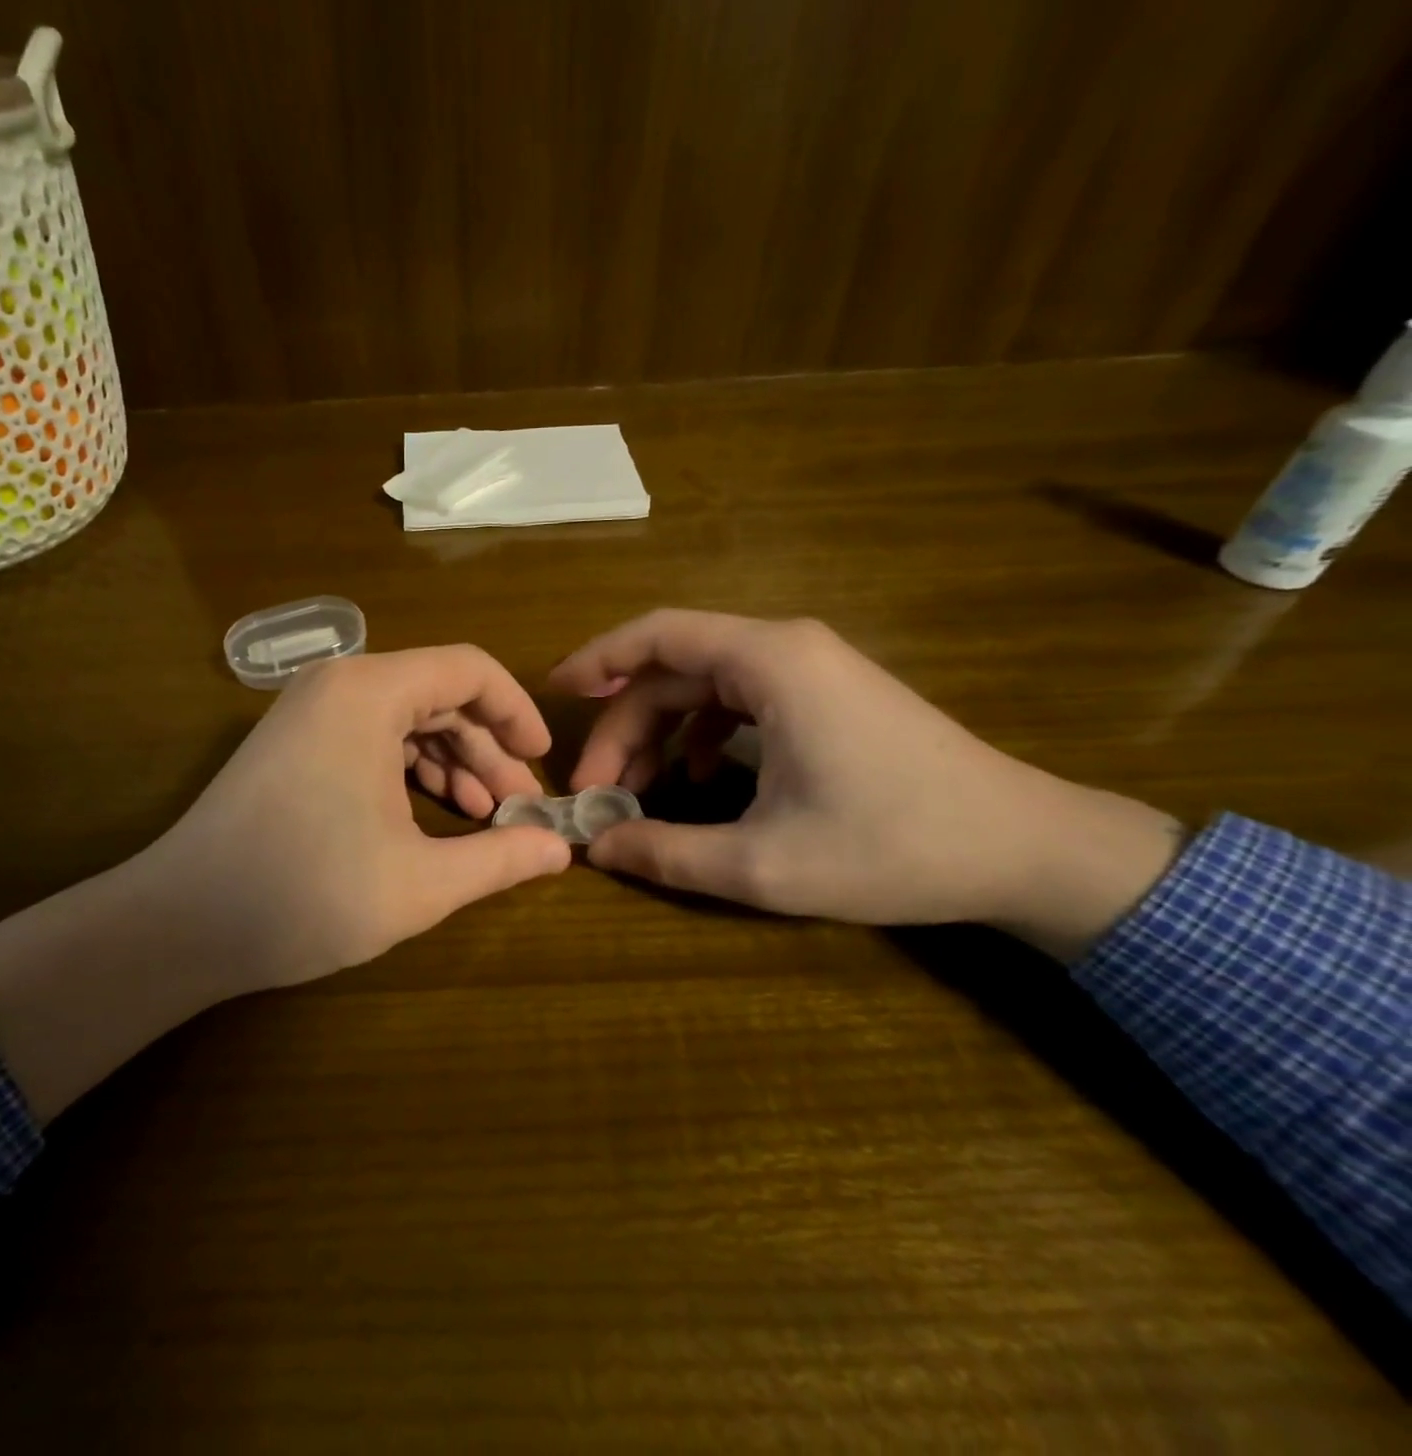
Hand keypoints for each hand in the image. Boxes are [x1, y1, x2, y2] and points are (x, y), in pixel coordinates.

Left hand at [0, 646, 570, 1120]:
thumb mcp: (421, 882)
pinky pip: (370, 738)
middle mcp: (337, 684)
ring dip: (451, 763)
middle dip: (487, 750)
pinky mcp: (292, 743)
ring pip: (404, 719)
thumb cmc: (307, 893)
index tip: (544, 763)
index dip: (517, 713)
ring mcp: (307, 712)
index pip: (469, 670)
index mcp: (369, 692)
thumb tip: (562, 850)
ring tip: (482, 819)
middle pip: (438, 695)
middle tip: (519, 808)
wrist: (181, 924)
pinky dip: (408, 771)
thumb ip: (501, 859)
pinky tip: (430, 817)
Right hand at [551, 611, 1183, 958]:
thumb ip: (666, 853)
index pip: (658, 635)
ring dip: (659, 733)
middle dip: (624, 725)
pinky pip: (739, 701)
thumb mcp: (763, 865)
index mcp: (770, 664)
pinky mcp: (826, 696)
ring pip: (704, 686)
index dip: (597, 659)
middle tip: (596, 789)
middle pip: (674, 669)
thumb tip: (596, 847)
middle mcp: (786, 649)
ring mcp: (811, 670)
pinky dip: (702, 735)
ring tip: (635, 791)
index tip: (555, 694)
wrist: (1026, 848)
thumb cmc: (894, 847)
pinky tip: (700, 783)